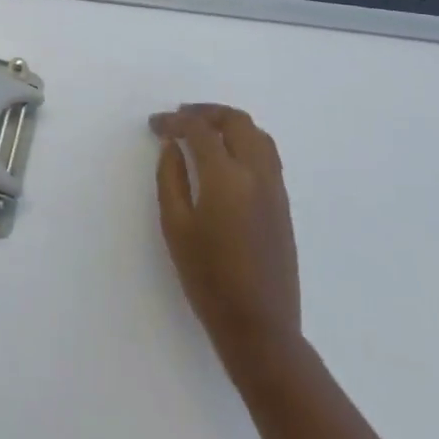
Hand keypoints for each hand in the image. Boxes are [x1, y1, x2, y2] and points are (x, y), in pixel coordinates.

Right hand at [152, 104, 300, 362]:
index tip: (155, 124)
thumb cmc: (207, 278)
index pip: (200, 130)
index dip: (175, 121)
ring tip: (204, 131)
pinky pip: (267, 155)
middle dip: (206, 113)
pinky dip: (245, 142)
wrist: (259, 325)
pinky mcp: (283, 205)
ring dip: (229, 124)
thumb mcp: (175, 226)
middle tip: (180, 118)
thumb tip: (172, 146)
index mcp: (226, 178)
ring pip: (258, 135)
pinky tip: (226, 157)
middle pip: (236, 122)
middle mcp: (256, 174)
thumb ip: (171, 178)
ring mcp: (275, 189)